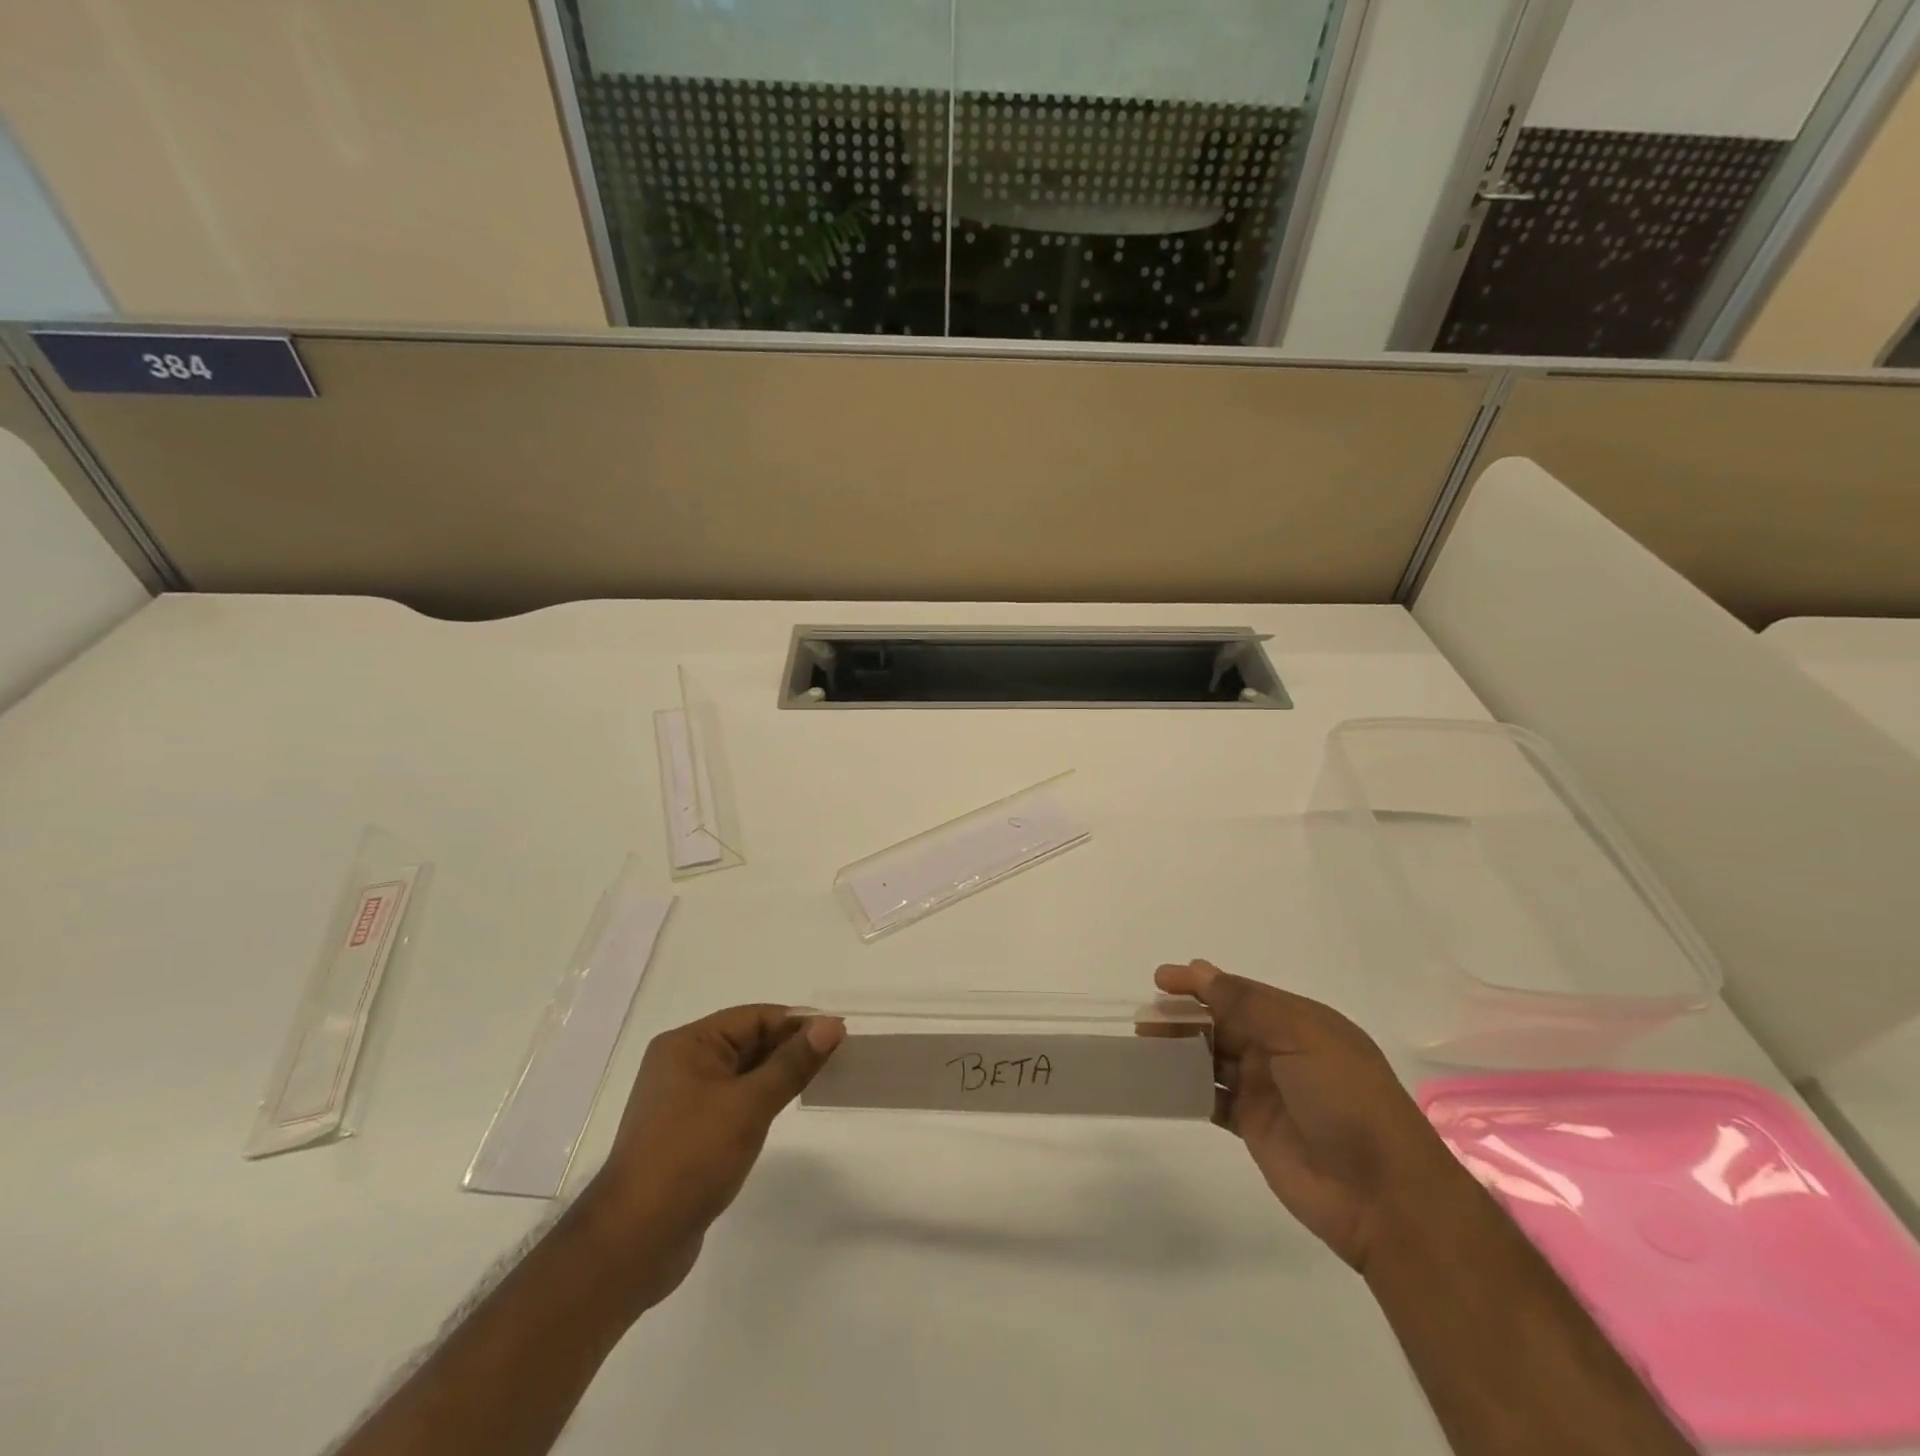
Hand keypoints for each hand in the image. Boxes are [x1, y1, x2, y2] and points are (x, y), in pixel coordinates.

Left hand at [581, 1005, 842, 1308]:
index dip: (797, 1022)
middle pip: (747, 1041)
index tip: (838, 1033)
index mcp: (688, 1044)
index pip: (754, 1018)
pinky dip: (760, 1098)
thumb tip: (831, 1025)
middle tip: (838, 1055)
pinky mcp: (687, 1132)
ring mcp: (682, 1100)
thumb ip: (792, 1063)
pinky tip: (783, 1109)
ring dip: (777, 1073)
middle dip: (790, 1046)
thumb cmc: (691, 1158)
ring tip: (819, 1079)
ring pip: (742, 1072)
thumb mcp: (749, 1105)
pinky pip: (732, 1100)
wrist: (634, 1241)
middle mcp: (681, 1063)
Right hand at [1155, 960, 1467, 1272]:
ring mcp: (1265, 1090)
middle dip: (1184, 1016)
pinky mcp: (1253, 1127)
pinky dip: (1186, 1087)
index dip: (1200, 983)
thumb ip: (1247, 1004)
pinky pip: (1211, 1097)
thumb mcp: (1302, 1038)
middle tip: (1145, 1018)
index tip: (1161, 981)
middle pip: (1222, 1023)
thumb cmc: (1345, 1100)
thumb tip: (1201, 971)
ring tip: (1144, 1044)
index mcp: (1299, 1023)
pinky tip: (1159, 1080)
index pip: (1239, 993)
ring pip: (1212, 1058)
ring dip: (1180, 1048)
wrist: (1382, 1197)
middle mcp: (1279, 1051)